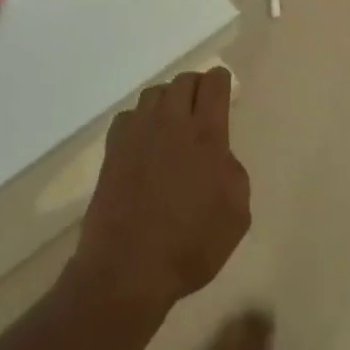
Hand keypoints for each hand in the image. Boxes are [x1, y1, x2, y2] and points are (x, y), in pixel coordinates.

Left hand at [72, 68, 248, 318]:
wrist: (128, 269)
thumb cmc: (191, 245)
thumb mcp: (236, 214)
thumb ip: (233, 172)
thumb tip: (219, 156)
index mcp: (206, 135)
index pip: (213, 84)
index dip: (221, 81)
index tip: (224, 90)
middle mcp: (171, 124)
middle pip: (183, 81)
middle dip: (196, 87)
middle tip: (202, 107)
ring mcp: (137, 135)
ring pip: (154, 94)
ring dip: (168, 100)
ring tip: (173, 123)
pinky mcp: (112, 151)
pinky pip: (128, 117)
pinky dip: (140, 120)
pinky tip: (144, 142)